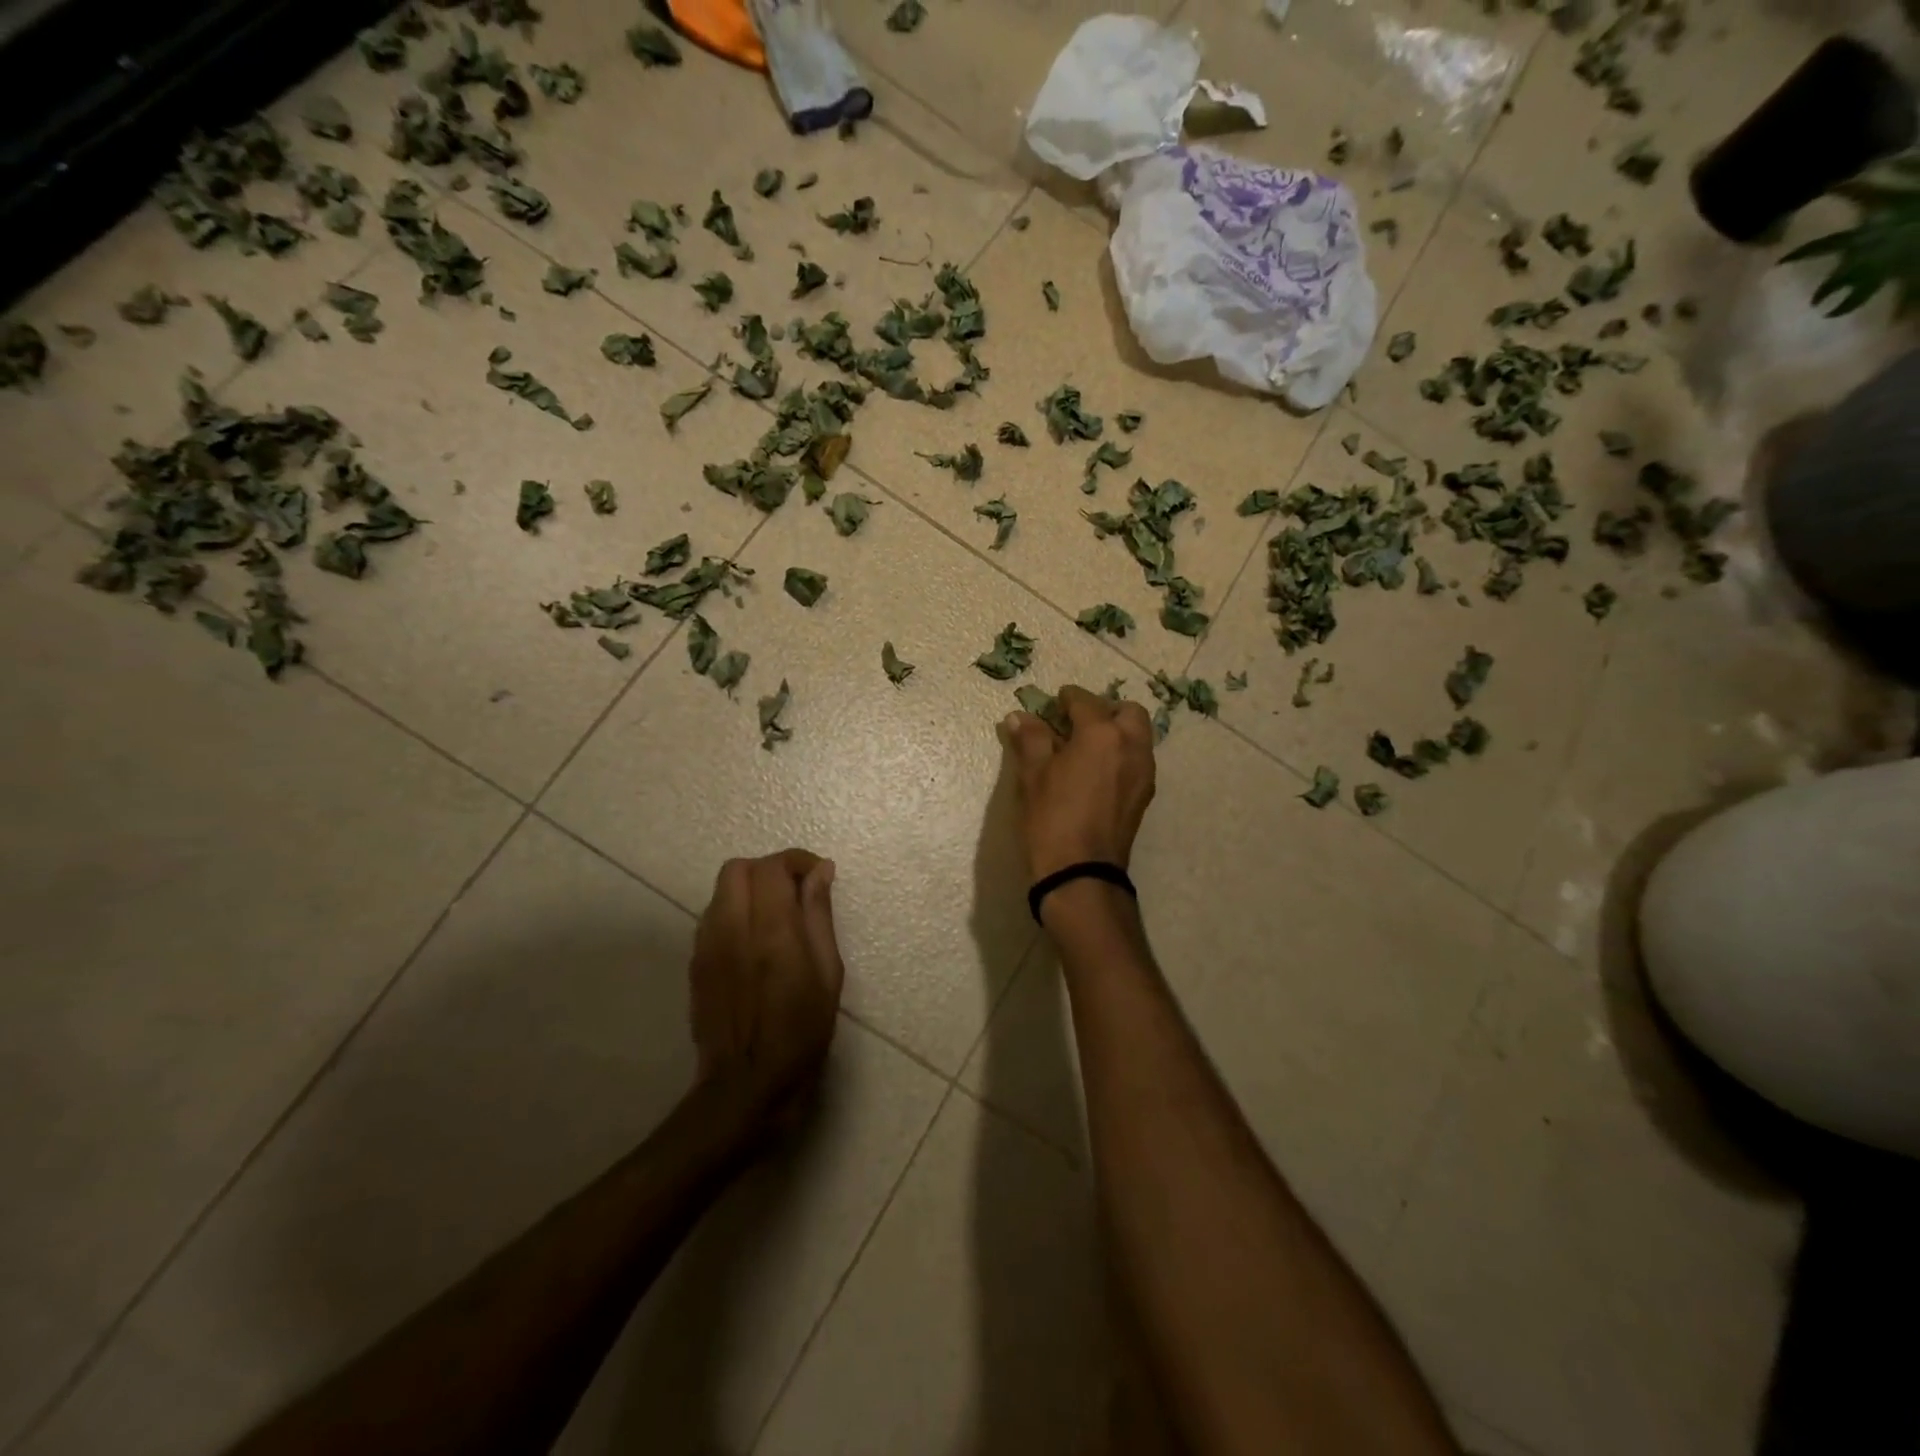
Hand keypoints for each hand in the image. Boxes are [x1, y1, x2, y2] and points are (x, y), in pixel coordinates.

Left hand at [689, 850, 843, 1121]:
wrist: (745, 1085)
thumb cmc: (800, 1033)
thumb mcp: (827, 974)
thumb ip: (819, 916)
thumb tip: (820, 871)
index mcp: (771, 931)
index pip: (772, 868)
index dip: (797, 861)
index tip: (818, 875)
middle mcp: (732, 929)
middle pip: (738, 868)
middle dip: (769, 870)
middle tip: (795, 893)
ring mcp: (707, 945)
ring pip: (721, 890)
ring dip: (750, 890)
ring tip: (776, 916)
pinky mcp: (695, 962)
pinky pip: (712, 916)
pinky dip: (734, 912)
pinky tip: (754, 940)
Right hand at [1003, 685, 1155, 882]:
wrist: (1080, 873)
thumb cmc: (1051, 818)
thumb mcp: (1033, 775)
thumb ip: (1031, 739)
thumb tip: (1020, 716)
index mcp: (1103, 734)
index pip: (1086, 702)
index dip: (1067, 698)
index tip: (1055, 701)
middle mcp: (1132, 746)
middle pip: (1127, 713)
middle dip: (1104, 710)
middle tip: (1077, 721)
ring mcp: (1143, 772)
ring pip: (1138, 736)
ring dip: (1117, 731)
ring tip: (1086, 746)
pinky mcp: (1144, 795)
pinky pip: (1137, 759)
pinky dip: (1121, 754)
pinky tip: (1096, 771)